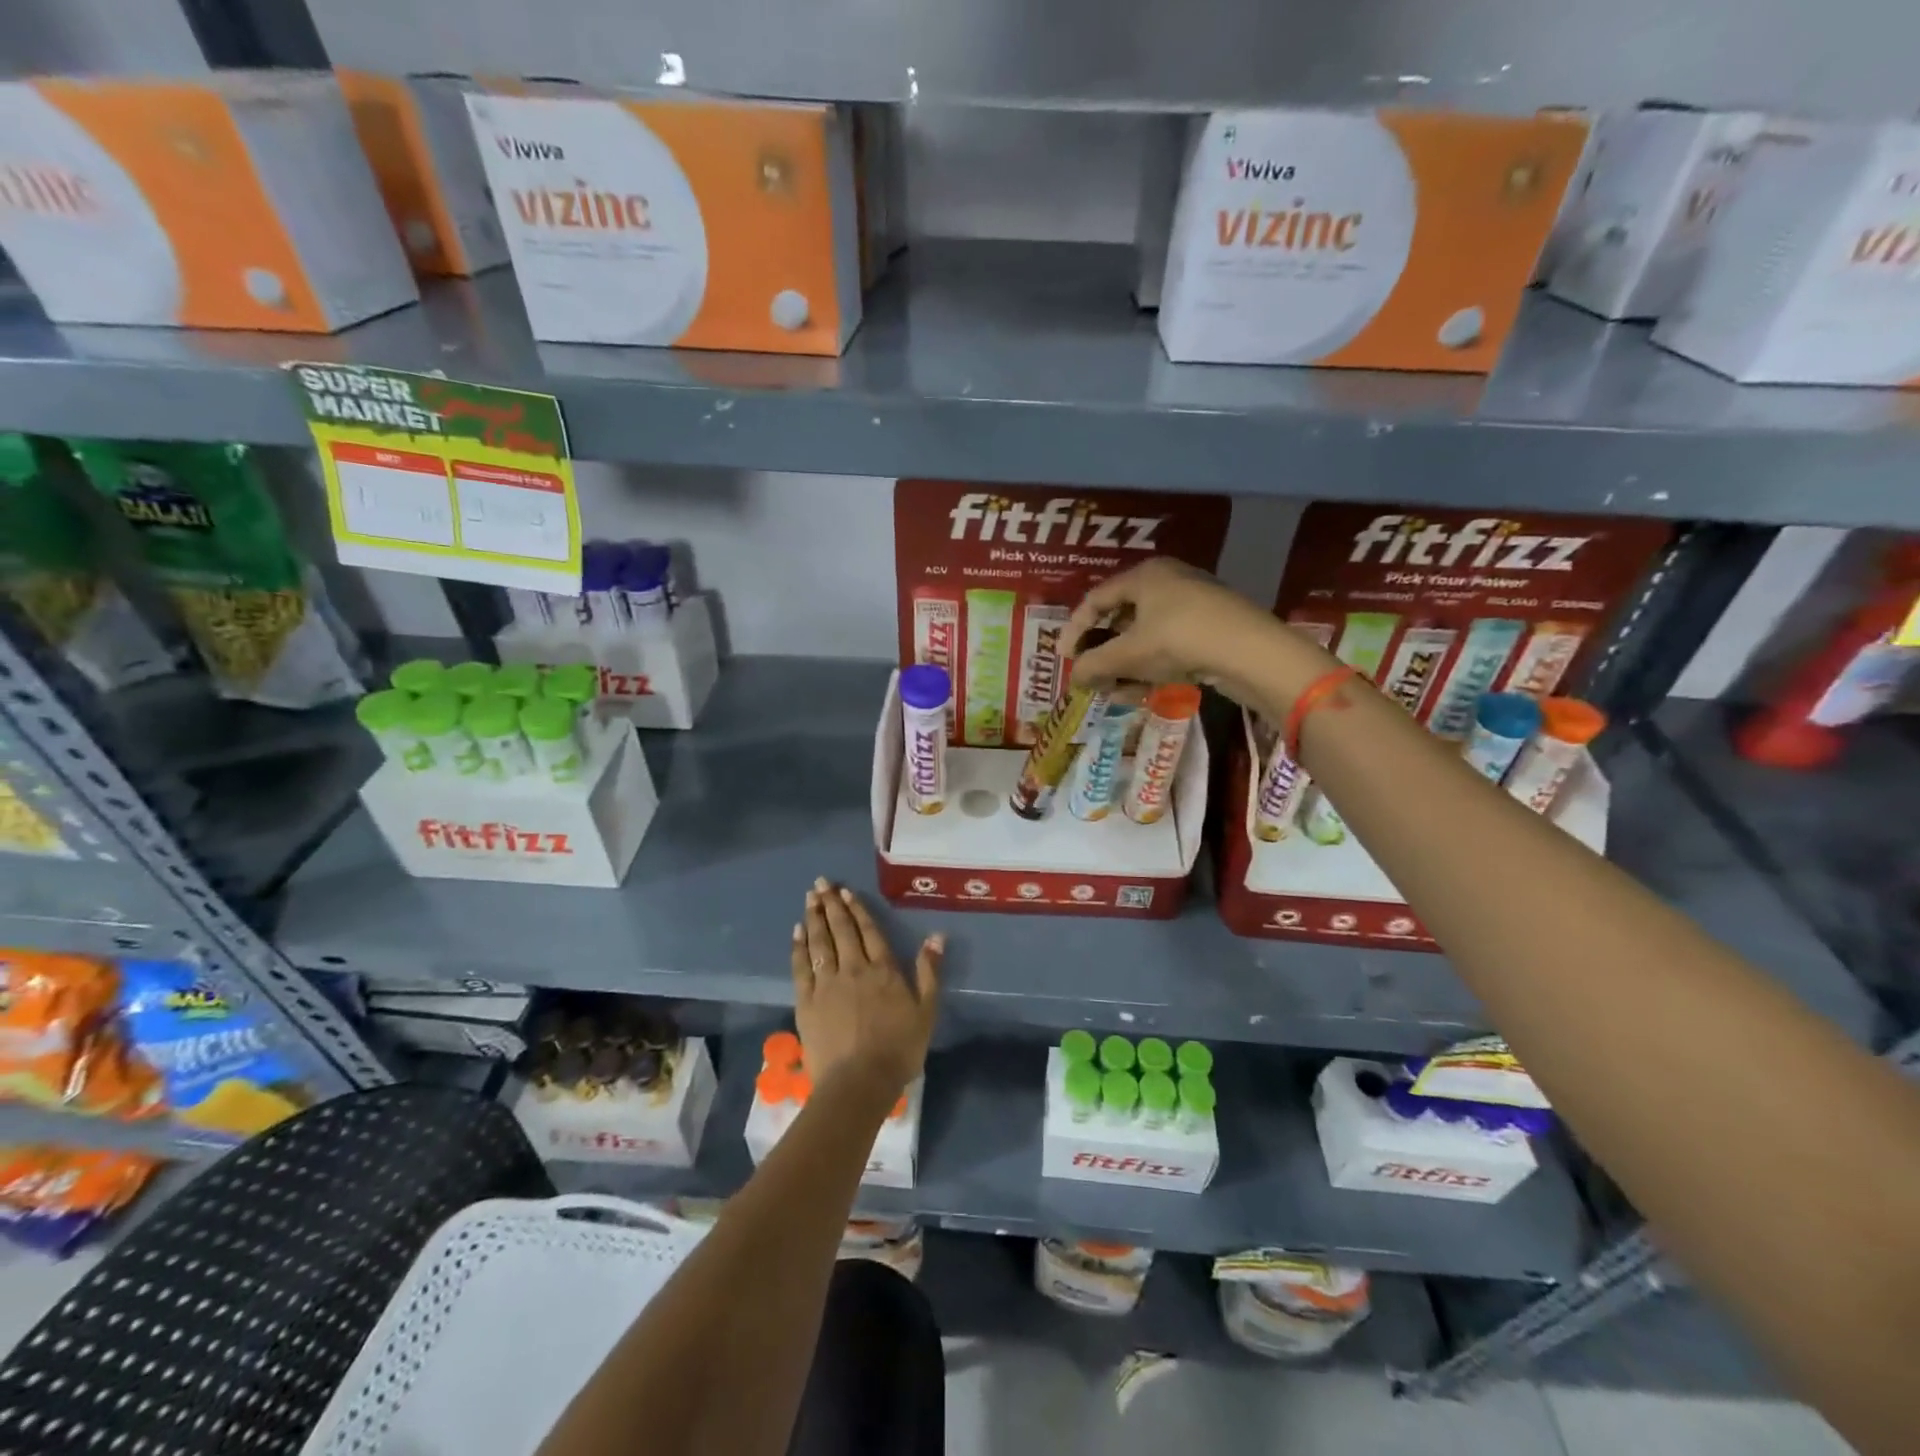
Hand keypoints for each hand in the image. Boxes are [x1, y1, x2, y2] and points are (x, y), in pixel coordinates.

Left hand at [792, 878, 941, 1096]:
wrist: (859, 1082)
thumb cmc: (898, 1049)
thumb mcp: (926, 1012)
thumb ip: (929, 972)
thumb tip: (937, 936)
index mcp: (883, 970)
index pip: (869, 932)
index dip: (857, 910)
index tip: (845, 891)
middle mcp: (853, 968)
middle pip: (841, 930)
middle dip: (831, 904)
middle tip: (821, 883)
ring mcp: (826, 984)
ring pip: (819, 942)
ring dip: (814, 918)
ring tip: (810, 898)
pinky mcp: (806, 1001)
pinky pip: (801, 966)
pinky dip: (799, 947)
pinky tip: (797, 932)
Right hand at [1064, 559, 1325, 707]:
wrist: (1251, 652)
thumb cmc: (1179, 640)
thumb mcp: (1128, 655)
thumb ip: (1094, 665)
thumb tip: (1075, 677)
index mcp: (1144, 575)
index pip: (1096, 599)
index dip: (1075, 629)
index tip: (1064, 658)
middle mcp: (1168, 581)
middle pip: (1122, 618)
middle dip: (1104, 653)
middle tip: (1093, 677)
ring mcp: (1193, 603)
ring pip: (1146, 636)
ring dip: (1127, 666)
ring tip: (1119, 692)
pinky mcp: (1212, 627)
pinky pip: (1169, 645)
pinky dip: (1152, 666)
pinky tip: (1146, 691)